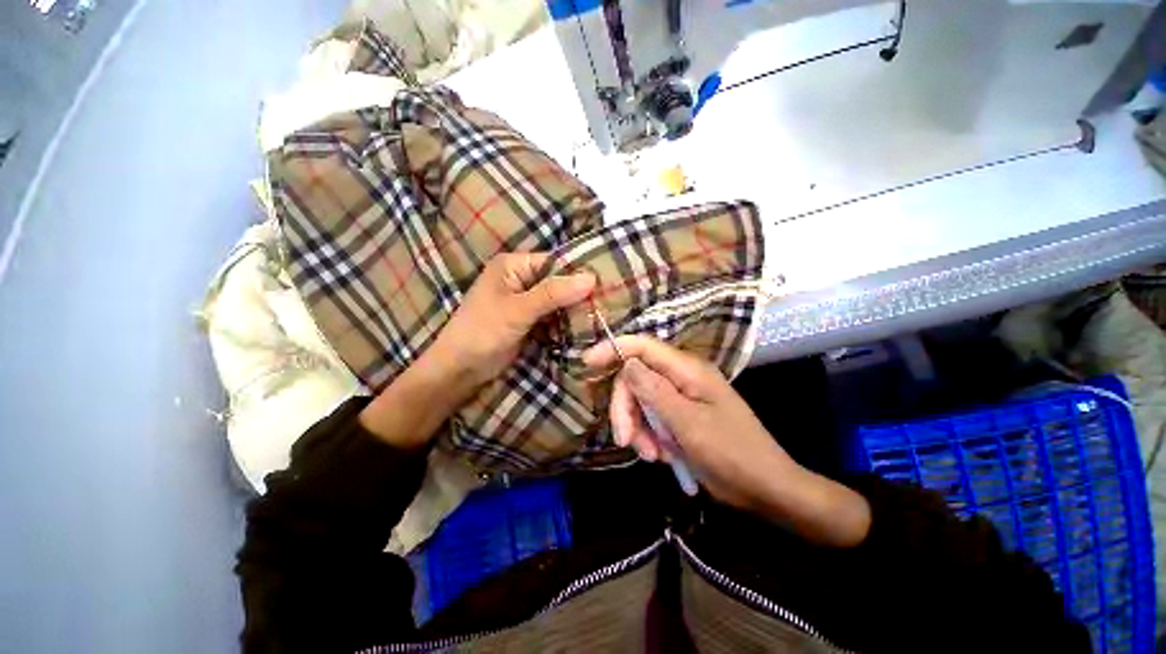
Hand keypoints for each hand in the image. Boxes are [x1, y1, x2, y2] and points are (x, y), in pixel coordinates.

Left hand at [424, 252, 595, 401]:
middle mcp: (522, 279)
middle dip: (579, 294)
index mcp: (514, 265)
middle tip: (609, 303)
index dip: (579, 273)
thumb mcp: (518, 310)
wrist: (460, 369)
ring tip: (603, 316)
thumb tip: (591, 278)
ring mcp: (526, 301)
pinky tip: (586, 328)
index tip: (607, 284)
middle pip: (559, 282)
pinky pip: (554, 317)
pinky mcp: (530, 321)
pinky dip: (567, 323)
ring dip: (575, 310)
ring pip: (559, 301)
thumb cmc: (483, 332)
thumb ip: (553, 293)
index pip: (555, 263)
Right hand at [584, 335, 795, 509]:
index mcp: (687, 370)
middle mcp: (682, 378)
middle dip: (626, 408)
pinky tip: (662, 456)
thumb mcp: (688, 423)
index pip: (643, 347)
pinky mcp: (680, 417)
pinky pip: (652, 419)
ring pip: (641, 402)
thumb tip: (627, 363)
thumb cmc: (731, 453)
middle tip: (625, 440)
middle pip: (637, 379)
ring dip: (639, 429)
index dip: (614, 349)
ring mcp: (681, 398)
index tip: (587, 362)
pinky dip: (650, 438)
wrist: (764, 488)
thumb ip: (654, 390)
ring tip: (652, 456)